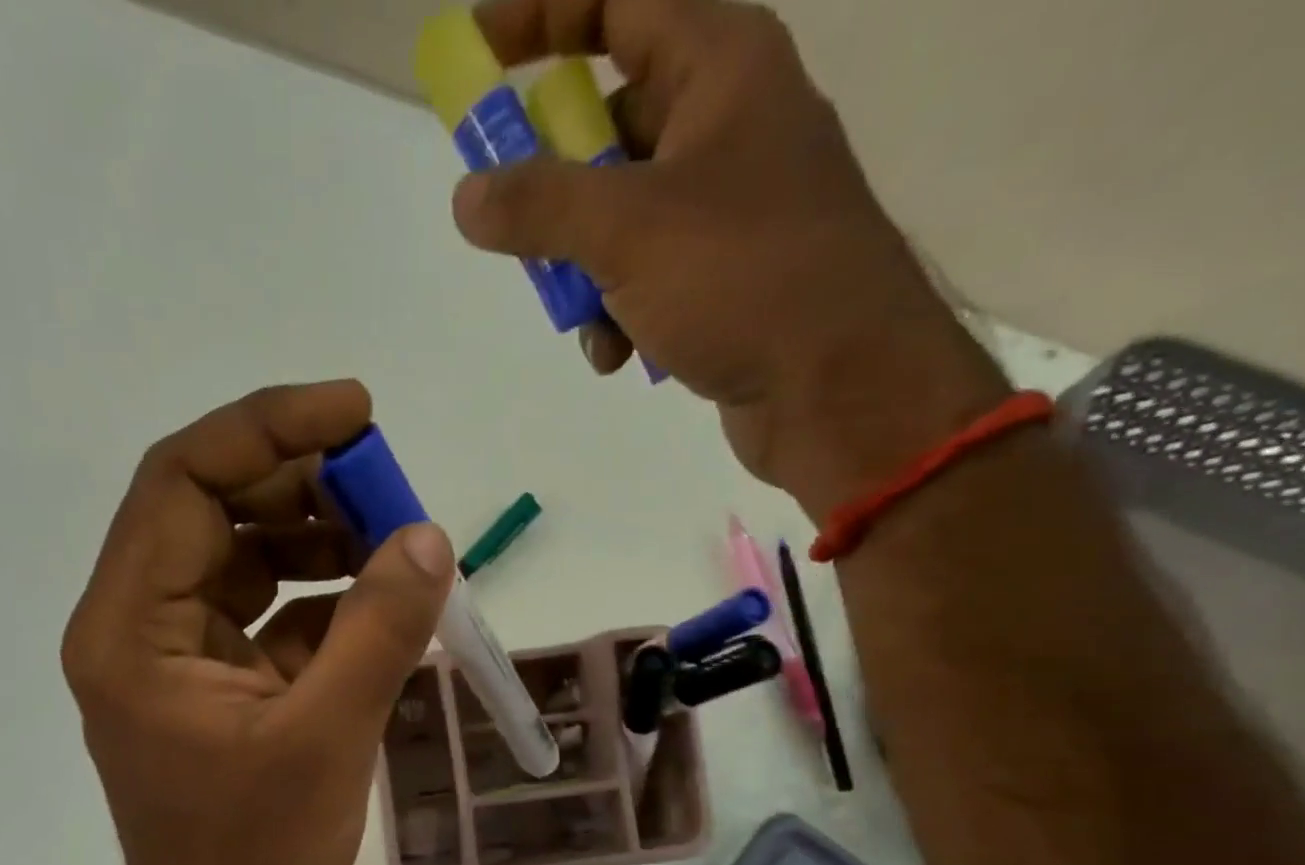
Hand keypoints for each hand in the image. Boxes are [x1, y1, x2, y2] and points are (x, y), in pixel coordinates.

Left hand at [62, 382, 453, 864]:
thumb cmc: (254, 853)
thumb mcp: (327, 737)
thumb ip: (378, 631)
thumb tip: (430, 539)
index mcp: (132, 629)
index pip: (183, 483)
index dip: (268, 431)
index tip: (356, 414)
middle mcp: (138, 625)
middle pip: (212, 510)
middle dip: (303, 487)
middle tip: (390, 489)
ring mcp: (174, 653)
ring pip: (241, 556)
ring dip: (316, 538)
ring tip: (394, 546)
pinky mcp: (212, 680)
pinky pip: (264, 609)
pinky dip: (319, 596)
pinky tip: (376, 604)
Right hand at [452, 0, 1010, 517]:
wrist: (837, 385)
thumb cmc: (743, 278)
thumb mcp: (626, 231)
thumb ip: (539, 206)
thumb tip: (467, 196)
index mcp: (720, 66)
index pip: (617, 2)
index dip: (542, 17)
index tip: (477, 55)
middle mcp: (728, 124)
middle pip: (610, 126)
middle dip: (556, 189)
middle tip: (515, 228)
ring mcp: (729, 208)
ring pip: (621, 217)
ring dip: (584, 272)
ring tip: (583, 321)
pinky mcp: (726, 279)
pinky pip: (648, 277)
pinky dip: (620, 313)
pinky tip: (618, 356)